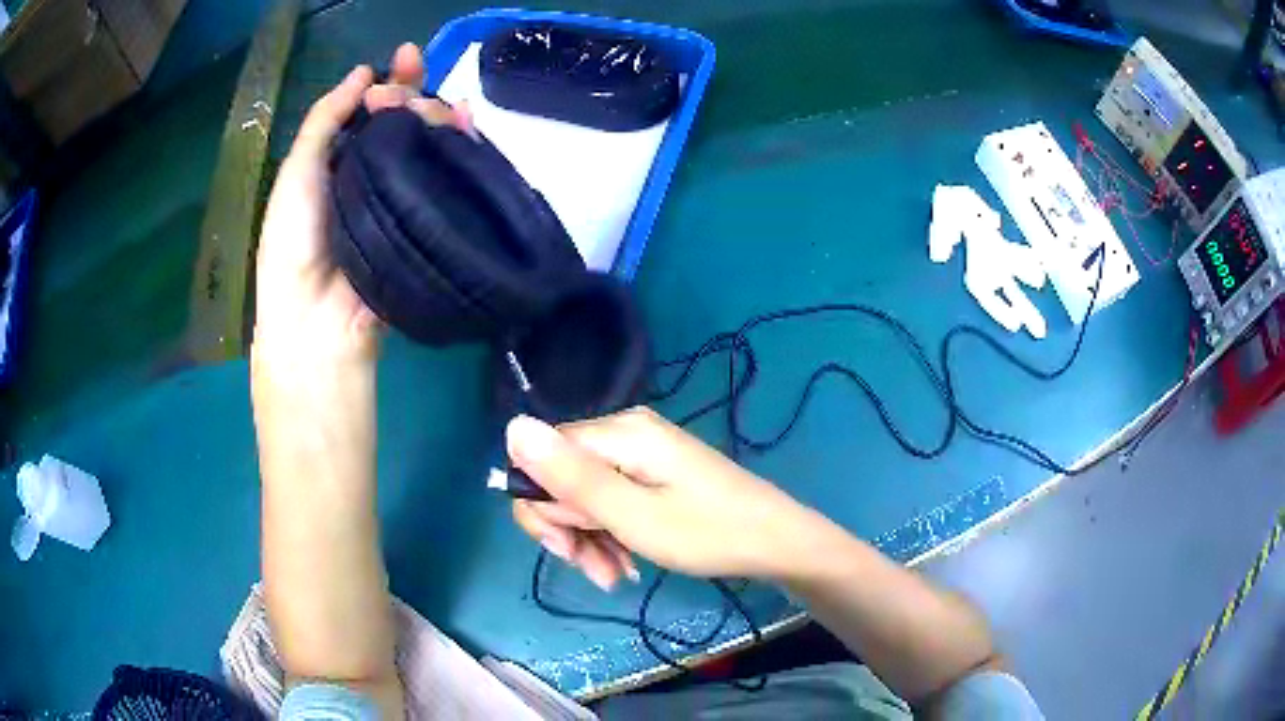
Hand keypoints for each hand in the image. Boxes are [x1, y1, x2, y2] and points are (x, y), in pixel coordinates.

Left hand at [252, 44, 472, 365]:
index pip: (367, 112)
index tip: (405, 58)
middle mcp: (370, 172)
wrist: (319, 318)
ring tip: (438, 109)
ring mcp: (402, 194)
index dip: (386, 82)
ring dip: (435, 114)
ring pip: (426, 141)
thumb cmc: (294, 241)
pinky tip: (466, 125)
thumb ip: (326, 118)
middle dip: (411, 92)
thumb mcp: (297, 171)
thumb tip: (365, 73)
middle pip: (400, 121)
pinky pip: (445, 174)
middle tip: (409, 88)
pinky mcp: (427, 217)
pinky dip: (458, 145)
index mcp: (336, 161)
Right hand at [508, 407, 829, 590]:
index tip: (566, 548)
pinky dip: (610, 533)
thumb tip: (512, 426)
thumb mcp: (633, 516)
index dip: (541, 506)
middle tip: (596, 570)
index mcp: (618, 433)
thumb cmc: (708, 533)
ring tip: (614, 575)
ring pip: (584, 494)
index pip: (539, 456)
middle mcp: (624, 432)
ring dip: (589, 538)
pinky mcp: (653, 472)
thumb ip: (571, 477)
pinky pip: (611, 499)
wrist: (777, 542)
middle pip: (560, 476)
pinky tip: (625, 563)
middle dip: (568, 528)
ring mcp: (641, 452)